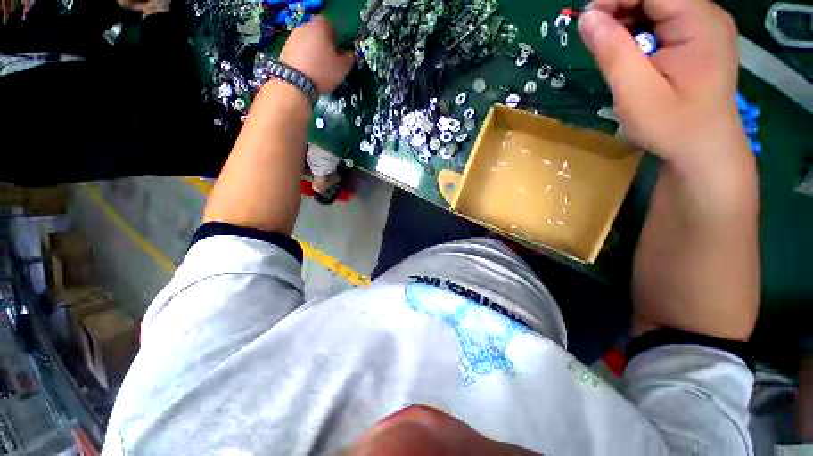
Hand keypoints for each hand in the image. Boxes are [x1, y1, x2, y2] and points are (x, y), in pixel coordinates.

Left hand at [280, 16, 354, 93]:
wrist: (295, 83)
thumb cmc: (322, 72)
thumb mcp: (342, 68)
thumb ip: (349, 58)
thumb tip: (350, 55)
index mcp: (321, 26)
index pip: (331, 25)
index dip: (337, 37)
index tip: (340, 50)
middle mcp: (305, 27)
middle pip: (318, 32)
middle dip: (325, 44)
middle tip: (331, 60)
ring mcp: (293, 37)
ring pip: (308, 42)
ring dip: (314, 52)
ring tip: (319, 68)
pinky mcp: (285, 49)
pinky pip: (299, 51)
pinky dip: (304, 58)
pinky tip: (309, 71)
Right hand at [579, 0, 748, 170]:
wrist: (702, 151)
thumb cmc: (673, 126)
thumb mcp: (636, 92)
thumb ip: (613, 52)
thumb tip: (587, 18)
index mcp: (699, 21)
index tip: (587, 22)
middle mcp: (705, 15)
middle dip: (620, 8)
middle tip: (596, 39)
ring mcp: (703, 27)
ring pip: (656, 7)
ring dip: (627, 22)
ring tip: (612, 52)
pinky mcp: (696, 39)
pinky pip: (661, 22)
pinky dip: (638, 33)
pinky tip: (629, 55)